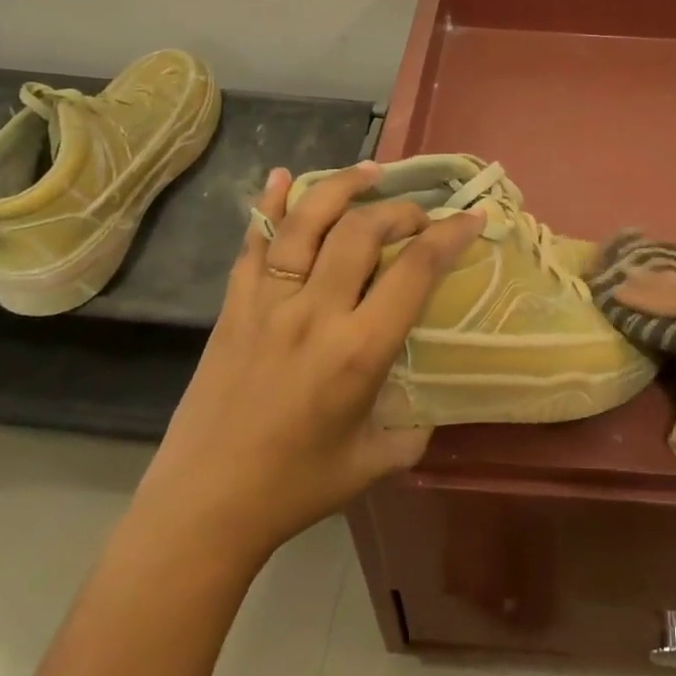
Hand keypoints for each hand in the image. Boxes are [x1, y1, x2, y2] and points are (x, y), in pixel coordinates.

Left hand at [136, 162, 484, 560]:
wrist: (204, 504)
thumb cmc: (295, 488)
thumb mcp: (374, 461)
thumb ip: (415, 429)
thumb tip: (432, 407)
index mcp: (358, 351)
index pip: (414, 271)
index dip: (448, 235)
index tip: (471, 218)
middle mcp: (315, 313)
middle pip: (362, 231)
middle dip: (400, 210)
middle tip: (420, 215)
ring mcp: (267, 303)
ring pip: (305, 222)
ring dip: (341, 187)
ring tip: (369, 171)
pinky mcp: (234, 307)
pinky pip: (253, 243)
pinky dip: (269, 204)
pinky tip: (281, 176)